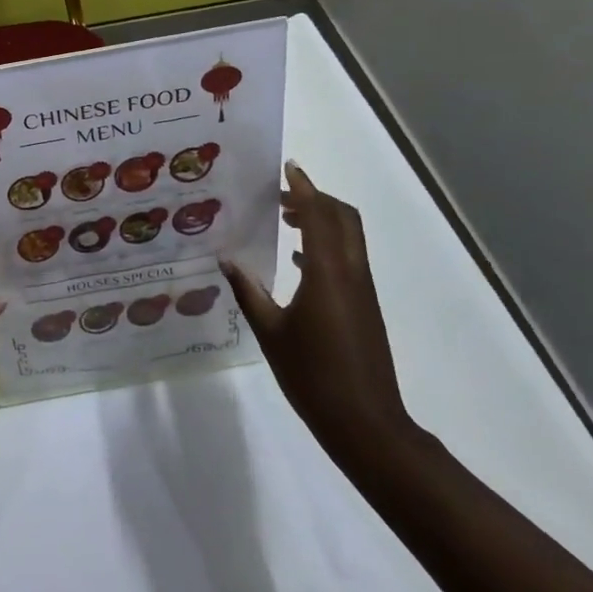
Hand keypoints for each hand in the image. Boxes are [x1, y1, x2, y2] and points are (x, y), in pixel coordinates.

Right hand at [221, 161, 414, 470]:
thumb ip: (248, 291)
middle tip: (282, 195)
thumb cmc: (313, 376)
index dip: (304, 188)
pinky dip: (326, 245)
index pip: (319, 215)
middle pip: (343, 218)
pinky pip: (347, 259)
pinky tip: (298, 262)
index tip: (288, 168)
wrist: (366, 424)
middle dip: (316, 199)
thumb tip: (226, 259)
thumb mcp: (270, 332)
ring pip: (348, 238)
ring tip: (286, 221)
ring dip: (322, 221)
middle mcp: (351, 274)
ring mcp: (362, 291)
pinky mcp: (364, 307)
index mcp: (327, 274)